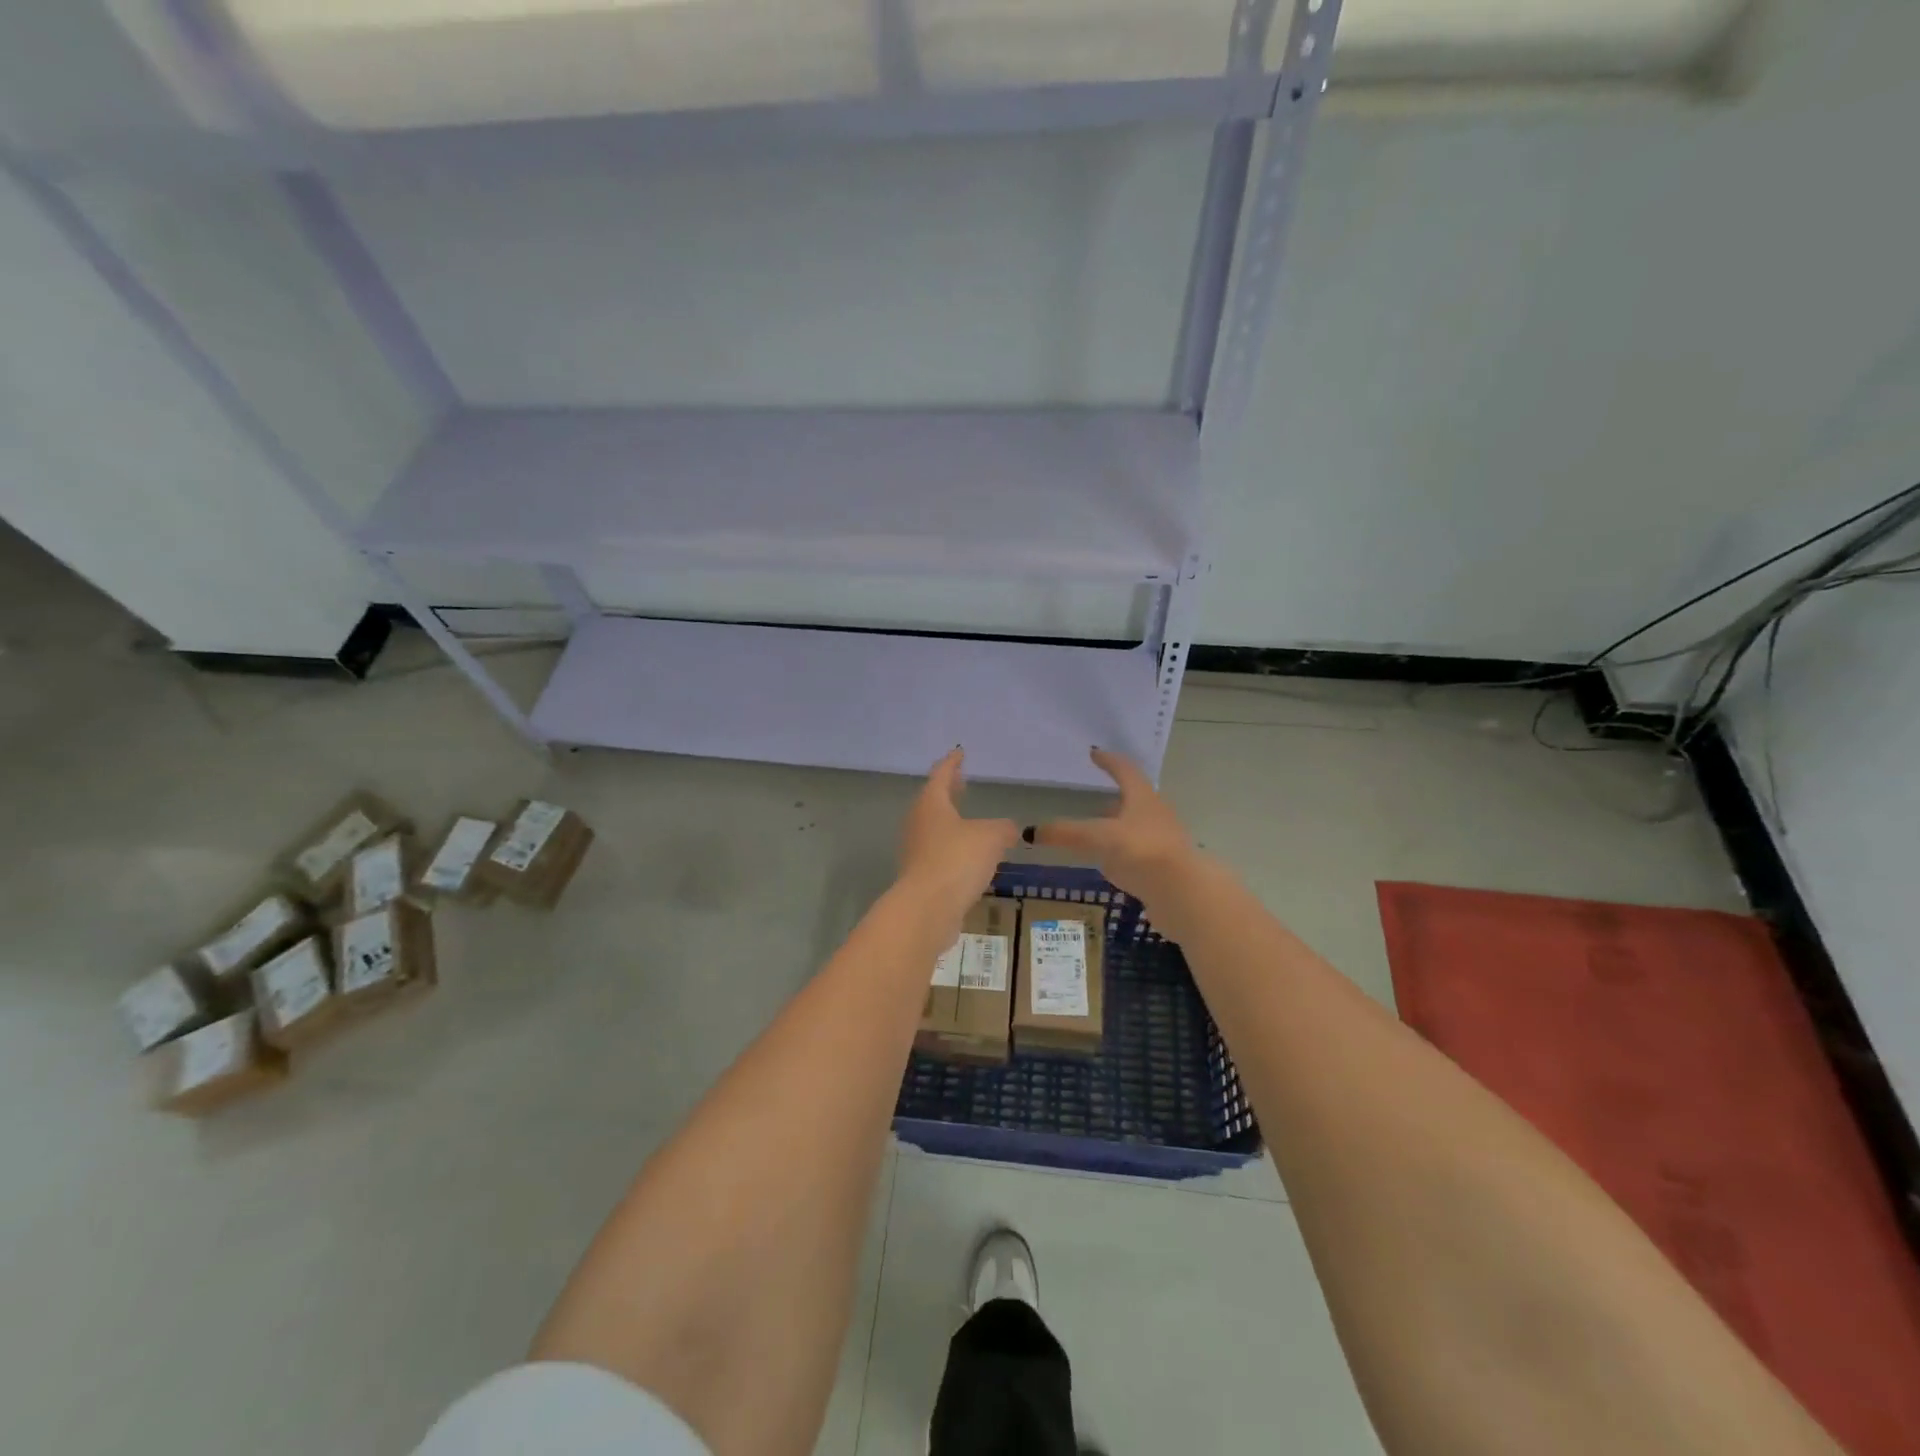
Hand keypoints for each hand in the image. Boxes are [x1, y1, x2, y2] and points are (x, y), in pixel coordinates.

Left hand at [898, 748, 1020, 923]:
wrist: (927, 909)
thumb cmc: (957, 860)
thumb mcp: (991, 837)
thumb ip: (1003, 828)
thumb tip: (1009, 829)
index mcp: (931, 803)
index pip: (941, 774)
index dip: (952, 762)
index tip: (959, 752)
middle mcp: (919, 823)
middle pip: (934, 800)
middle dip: (949, 792)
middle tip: (963, 783)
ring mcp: (916, 851)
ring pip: (936, 828)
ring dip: (952, 822)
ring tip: (971, 822)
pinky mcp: (921, 876)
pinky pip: (940, 854)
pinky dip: (954, 849)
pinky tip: (971, 857)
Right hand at [1032, 748, 1197, 903]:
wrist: (1184, 894)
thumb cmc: (1142, 851)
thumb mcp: (1099, 837)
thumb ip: (1066, 833)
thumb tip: (1030, 832)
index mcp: (1142, 797)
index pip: (1124, 770)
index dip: (1108, 761)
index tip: (1094, 753)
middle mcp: (1155, 814)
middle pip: (1133, 799)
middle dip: (1113, 797)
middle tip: (1091, 798)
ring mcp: (1162, 842)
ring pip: (1135, 827)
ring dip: (1117, 827)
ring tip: (1095, 833)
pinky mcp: (1163, 868)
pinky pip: (1137, 853)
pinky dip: (1121, 853)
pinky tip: (1109, 864)